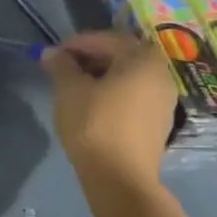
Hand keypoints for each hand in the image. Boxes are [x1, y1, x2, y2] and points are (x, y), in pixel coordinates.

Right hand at [43, 31, 178, 189]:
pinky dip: (114, 93)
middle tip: (63, 68)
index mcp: (143, 58)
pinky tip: (93, 105)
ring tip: (75, 87)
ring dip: (102, 76)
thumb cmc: (94, 124)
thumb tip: (52, 53)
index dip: (77, 44)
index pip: (107, 39)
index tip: (54, 54)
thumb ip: (61, 66)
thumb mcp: (69, 90)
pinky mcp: (159, 122)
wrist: (120, 177)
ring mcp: (165, 99)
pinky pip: (134, 96)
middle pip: (122, 56)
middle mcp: (161, 73)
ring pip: (128, 77)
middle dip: (91, 58)